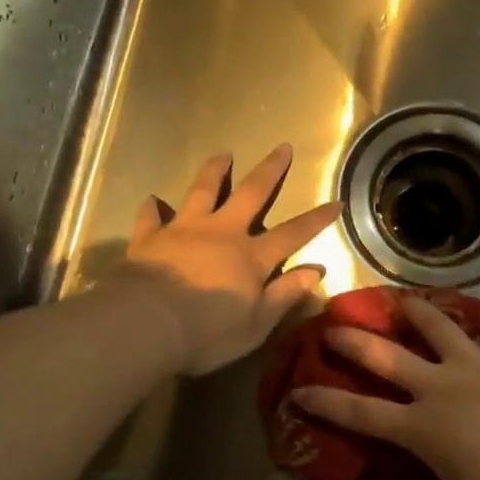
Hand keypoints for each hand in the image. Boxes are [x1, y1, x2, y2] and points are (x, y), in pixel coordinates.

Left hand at [116, 145, 340, 375]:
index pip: (292, 233)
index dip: (316, 219)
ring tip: (223, 153)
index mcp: (251, 257)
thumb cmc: (206, 333)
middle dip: (270, 170)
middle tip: (282, 147)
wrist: (145, 325)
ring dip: (214, 171)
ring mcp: (184, 230)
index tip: (335, 201)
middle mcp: (221, 233)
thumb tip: (316, 271)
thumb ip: (285, 295)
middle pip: (251, 193)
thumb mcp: (256, 325)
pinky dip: (151, 208)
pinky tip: (150, 200)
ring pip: (203, 191)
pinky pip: (151, 217)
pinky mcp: (150, 237)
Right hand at [292, 296, 479, 479]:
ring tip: (403, 302)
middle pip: (387, 356)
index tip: (298, 389)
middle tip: (332, 324)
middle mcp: (441, 386)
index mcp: (423, 428)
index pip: (359, 413)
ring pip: (439, 326)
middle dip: (354, 339)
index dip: (325, 401)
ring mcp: (479, 365)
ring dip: (418, 312)